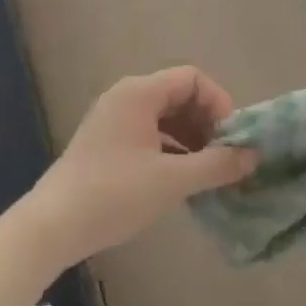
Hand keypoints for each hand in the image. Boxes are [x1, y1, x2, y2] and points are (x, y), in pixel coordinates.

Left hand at [25, 67, 258, 269]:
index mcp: (139, 93)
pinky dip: (171, 150)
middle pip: (179, 96)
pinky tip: (183, 180)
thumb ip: (217, 165)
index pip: (192, 79)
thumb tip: (253, 156)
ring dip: (191, 139)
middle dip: (207, 123)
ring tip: (209, 172)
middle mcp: (125, 98)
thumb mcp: (172, 180)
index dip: (219, 103)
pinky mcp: (106, 144)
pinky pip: (149, 135)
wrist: (52, 226)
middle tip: (225, 157)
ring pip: (165, 118)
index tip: (231, 139)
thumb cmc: (114, 194)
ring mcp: (113, 121)